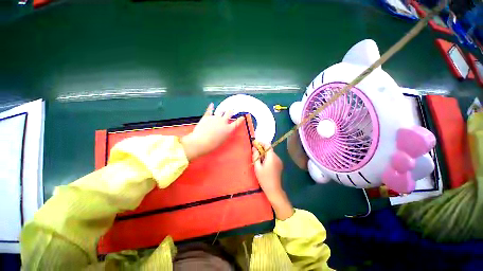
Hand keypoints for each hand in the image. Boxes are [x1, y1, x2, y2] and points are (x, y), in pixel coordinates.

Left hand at [181, 103, 243, 160]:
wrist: (201, 142)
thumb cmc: (213, 144)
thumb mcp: (222, 140)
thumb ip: (225, 133)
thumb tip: (224, 130)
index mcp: (228, 129)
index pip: (236, 123)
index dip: (240, 119)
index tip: (242, 117)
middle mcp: (223, 122)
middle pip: (228, 113)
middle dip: (230, 111)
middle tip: (232, 109)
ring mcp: (215, 118)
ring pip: (220, 111)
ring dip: (222, 111)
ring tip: (223, 109)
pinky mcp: (207, 117)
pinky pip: (209, 110)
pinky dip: (210, 107)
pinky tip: (211, 104)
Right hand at [252, 143, 293, 219]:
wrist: (274, 189)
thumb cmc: (264, 178)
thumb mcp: (257, 167)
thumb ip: (256, 156)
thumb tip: (254, 148)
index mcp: (271, 157)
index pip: (268, 145)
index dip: (261, 143)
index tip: (255, 144)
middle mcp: (277, 157)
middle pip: (269, 149)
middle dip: (262, 149)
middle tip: (255, 152)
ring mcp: (279, 161)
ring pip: (271, 153)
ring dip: (264, 153)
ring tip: (258, 159)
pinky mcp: (279, 165)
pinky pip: (273, 158)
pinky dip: (267, 157)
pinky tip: (263, 163)